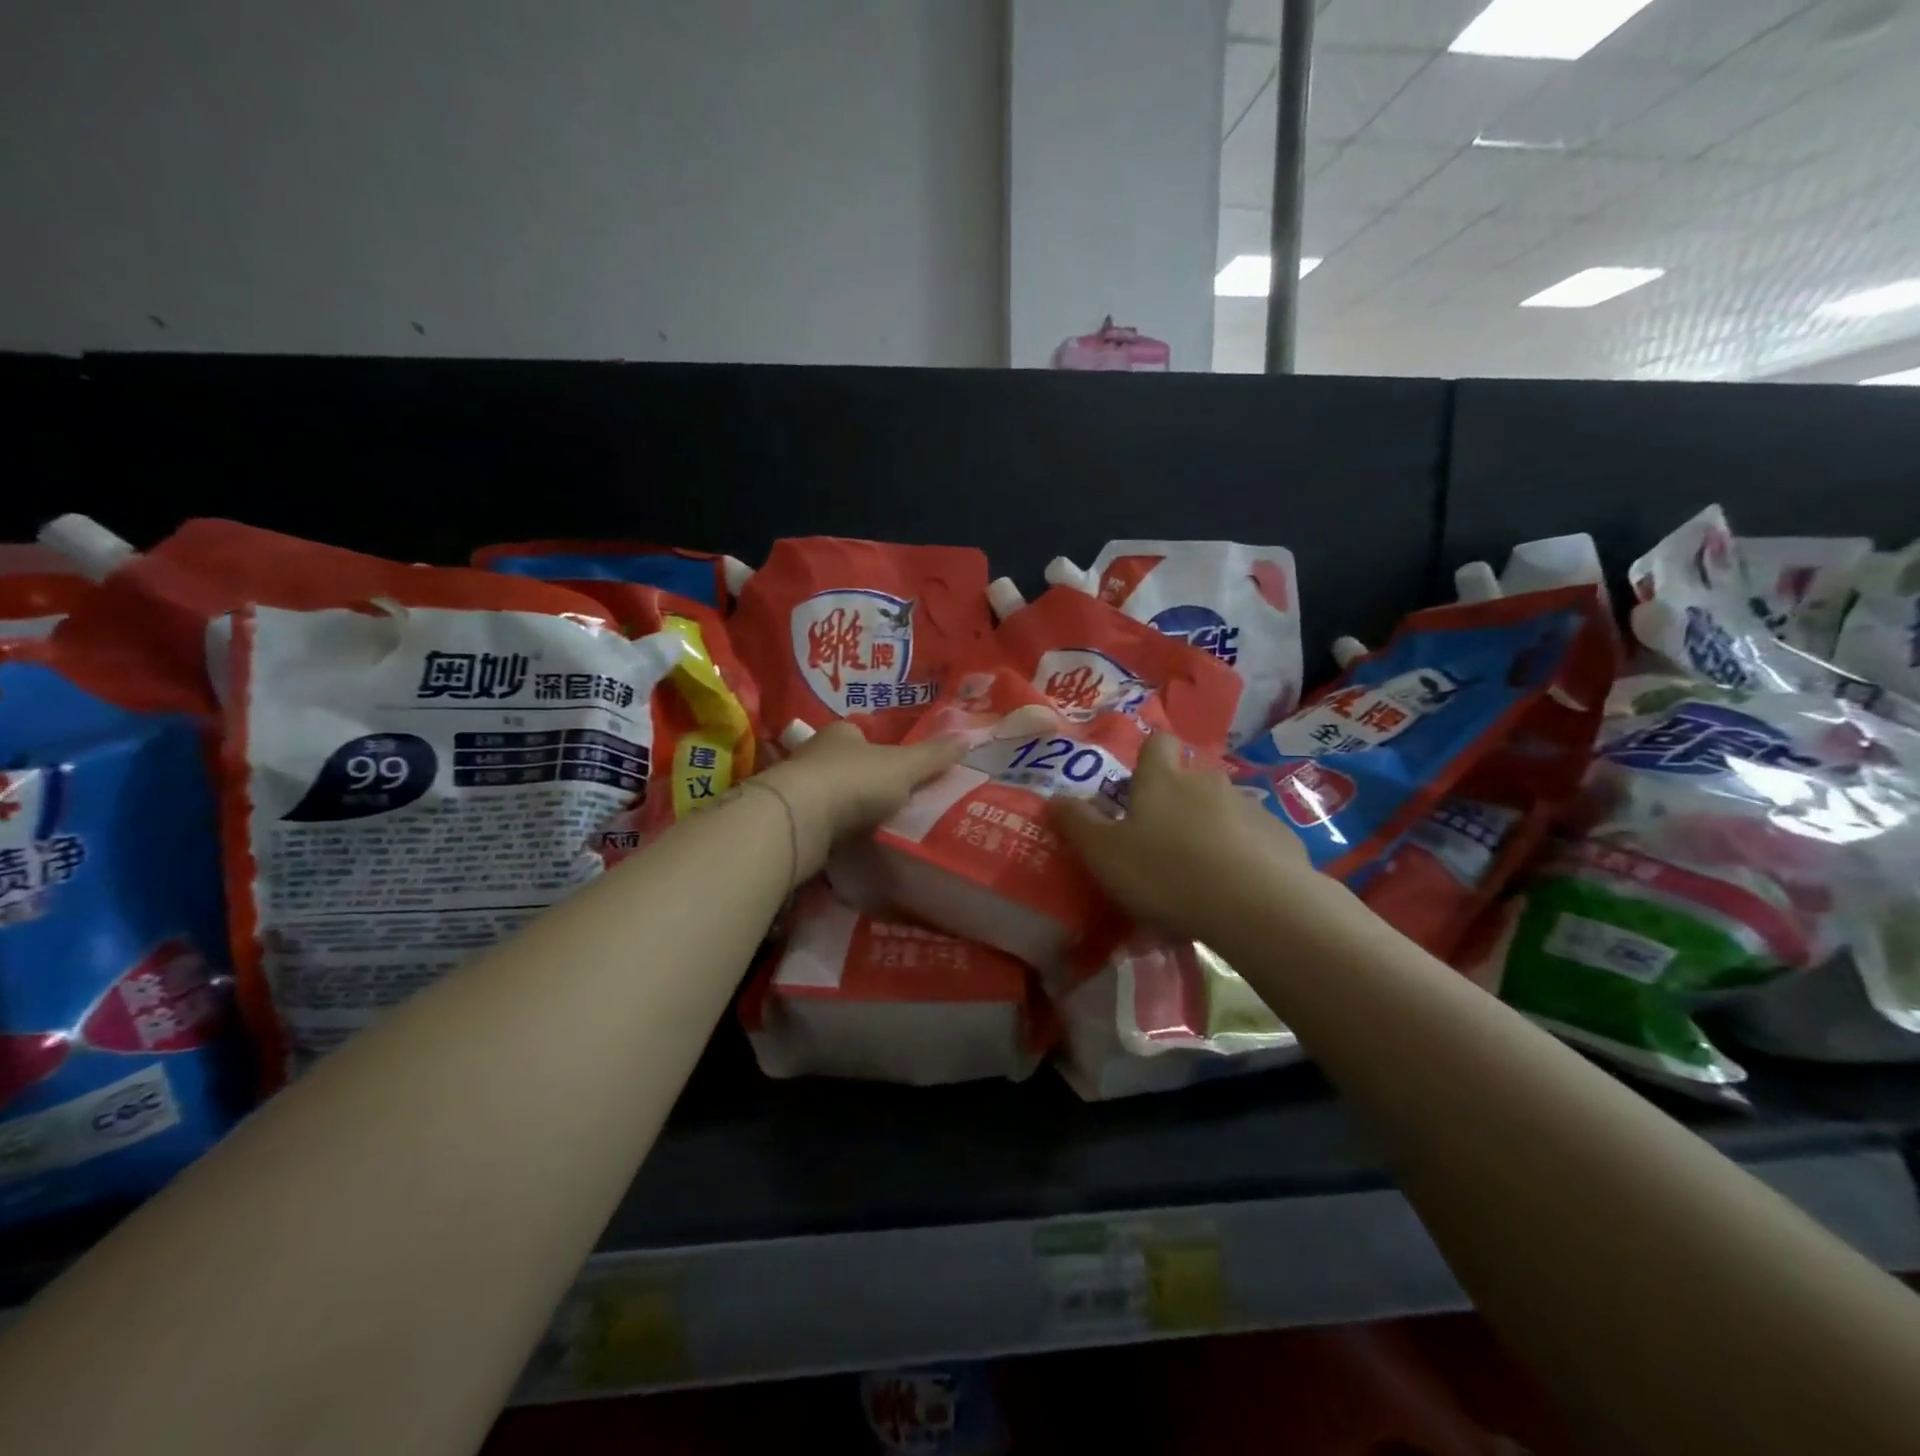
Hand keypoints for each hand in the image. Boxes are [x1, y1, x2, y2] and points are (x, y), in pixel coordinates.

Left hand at [756, 722, 966, 876]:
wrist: (798, 820)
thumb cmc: (854, 781)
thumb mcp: (904, 767)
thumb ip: (933, 756)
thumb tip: (968, 737)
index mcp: (841, 734)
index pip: (860, 733)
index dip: (878, 746)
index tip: (896, 766)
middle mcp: (813, 754)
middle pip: (842, 763)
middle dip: (861, 779)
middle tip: (889, 800)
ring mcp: (795, 788)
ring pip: (826, 794)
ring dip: (843, 808)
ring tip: (872, 828)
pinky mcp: (787, 821)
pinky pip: (815, 824)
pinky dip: (830, 833)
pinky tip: (846, 846)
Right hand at [1052, 732, 1313, 940]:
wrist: (1255, 905)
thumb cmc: (1165, 873)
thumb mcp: (1103, 854)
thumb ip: (1076, 824)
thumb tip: (1054, 798)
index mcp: (1162, 780)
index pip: (1157, 743)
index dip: (1149, 754)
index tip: (1139, 779)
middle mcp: (1207, 782)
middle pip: (1191, 777)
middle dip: (1178, 799)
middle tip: (1162, 837)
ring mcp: (1249, 807)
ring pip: (1223, 809)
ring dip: (1211, 828)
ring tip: (1200, 869)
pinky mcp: (1280, 837)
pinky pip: (1254, 838)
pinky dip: (1243, 853)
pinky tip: (1236, 887)